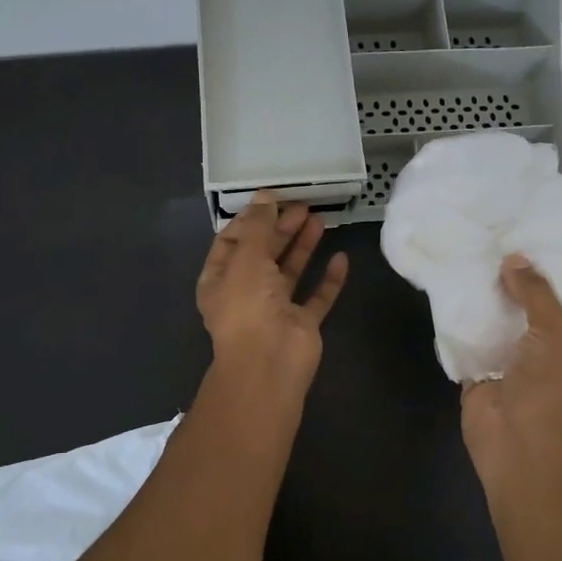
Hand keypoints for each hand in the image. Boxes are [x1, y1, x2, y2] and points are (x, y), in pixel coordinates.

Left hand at [196, 193, 348, 391]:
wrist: (269, 363)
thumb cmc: (248, 306)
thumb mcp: (247, 257)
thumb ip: (258, 226)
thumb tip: (265, 196)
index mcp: (220, 279)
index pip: (232, 242)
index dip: (250, 220)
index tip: (272, 199)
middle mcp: (246, 293)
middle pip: (263, 254)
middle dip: (280, 229)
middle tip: (303, 206)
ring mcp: (275, 309)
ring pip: (290, 272)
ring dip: (303, 246)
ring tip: (320, 220)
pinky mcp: (302, 323)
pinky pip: (317, 297)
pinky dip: (328, 279)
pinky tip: (341, 257)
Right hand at [461, 255, 561, 489]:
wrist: (516, 445)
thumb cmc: (548, 390)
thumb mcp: (556, 333)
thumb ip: (536, 295)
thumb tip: (513, 259)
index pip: (559, 302)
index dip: (544, 274)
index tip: (527, 240)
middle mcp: (539, 351)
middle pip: (522, 309)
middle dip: (509, 283)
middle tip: (490, 242)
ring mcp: (505, 363)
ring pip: (492, 323)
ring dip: (481, 301)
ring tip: (465, 258)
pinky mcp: (476, 374)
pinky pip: (465, 342)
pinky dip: (457, 324)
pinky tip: (446, 293)